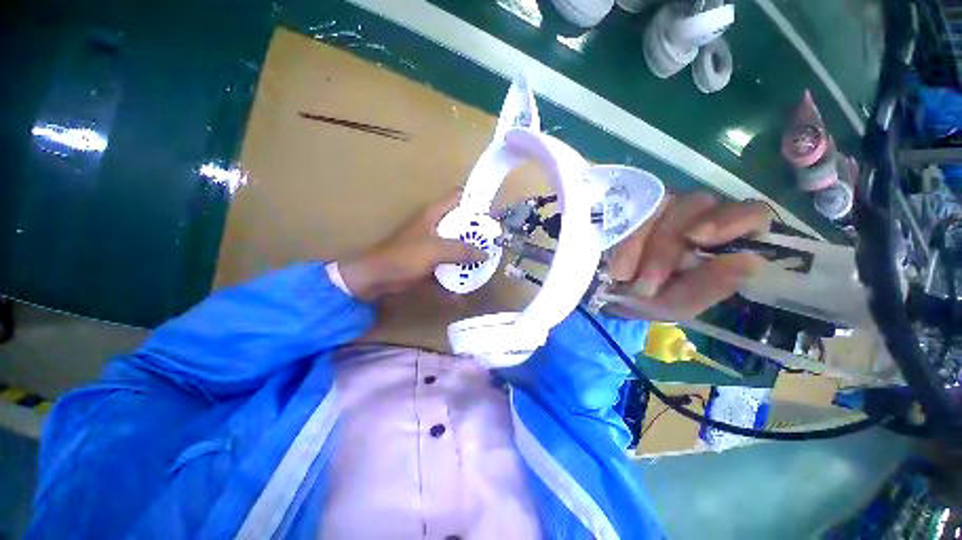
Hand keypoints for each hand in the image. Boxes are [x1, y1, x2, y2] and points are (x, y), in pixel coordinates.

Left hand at [339, 190, 486, 300]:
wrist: (378, 276)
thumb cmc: (404, 256)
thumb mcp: (435, 250)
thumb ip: (461, 251)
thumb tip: (485, 253)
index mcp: (435, 213)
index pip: (459, 196)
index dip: (476, 201)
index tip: (492, 213)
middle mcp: (436, 223)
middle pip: (461, 220)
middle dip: (477, 230)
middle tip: (493, 240)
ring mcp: (433, 241)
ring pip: (457, 240)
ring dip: (470, 249)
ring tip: (486, 257)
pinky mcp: (431, 257)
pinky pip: (450, 258)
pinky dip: (459, 265)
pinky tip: (469, 275)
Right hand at [607, 192, 771, 318]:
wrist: (599, 291)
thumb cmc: (643, 298)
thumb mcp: (674, 303)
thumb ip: (707, 288)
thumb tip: (748, 260)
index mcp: (718, 242)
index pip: (749, 215)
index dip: (729, 221)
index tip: (696, 238)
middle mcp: (695, 216)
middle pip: (697, 206)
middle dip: (666, 248)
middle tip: (645, 283)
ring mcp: (661, 205)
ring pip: (662, 205)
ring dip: (640, 245)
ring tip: (622, 276)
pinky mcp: (631, 203)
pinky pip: (632, 209)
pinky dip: (624, 239)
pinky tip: (615, 262)